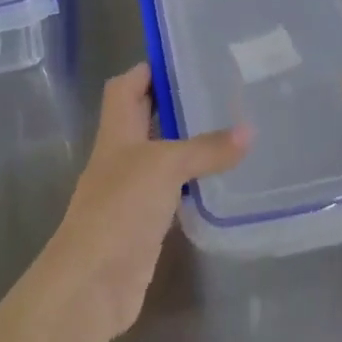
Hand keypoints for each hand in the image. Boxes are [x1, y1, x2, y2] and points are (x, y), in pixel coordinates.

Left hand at [38, 63, 249, 341]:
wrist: (92, 283)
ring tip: (229, 128)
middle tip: (220, 91)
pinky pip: (171, 192)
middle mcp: (121, 155)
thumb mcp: (165, 166)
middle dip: (175, 104)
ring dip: (187, 143)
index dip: (149, 69)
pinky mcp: (144, 223)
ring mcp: (131, 191)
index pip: (126, 86)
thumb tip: (249, 131)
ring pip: (160, 155)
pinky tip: (220, 180)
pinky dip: (191, 183)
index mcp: (116, 131)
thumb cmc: (120, 208)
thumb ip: (206, 148)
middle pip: (144, 118)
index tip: (186, 58)